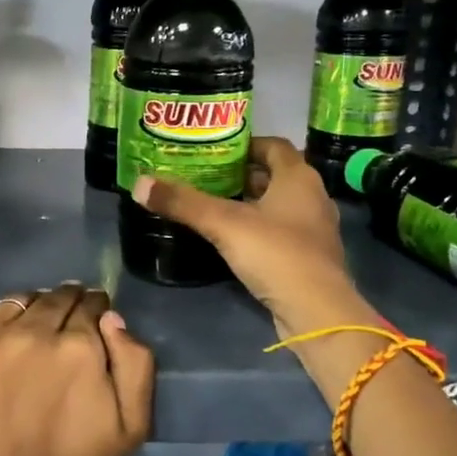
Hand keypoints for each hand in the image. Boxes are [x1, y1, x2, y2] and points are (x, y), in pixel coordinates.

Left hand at [0, 283, 154, 455]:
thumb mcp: (130, 428)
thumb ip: (136, 364)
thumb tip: (112, 319)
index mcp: (77, 346)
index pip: (90, 304)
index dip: (96, 310)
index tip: (93, 321)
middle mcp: (30, 332)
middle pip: (54, 297)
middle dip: (66, 305)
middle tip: (64, 328)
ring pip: (16, 303)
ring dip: (30, 311)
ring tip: (30, 335)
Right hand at [131, 136, 370, 336]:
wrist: (317, 311)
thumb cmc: (275, 253)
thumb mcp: (224, 224)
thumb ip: (183, 202)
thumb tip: (139, 184)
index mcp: (298, 177)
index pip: (273, 146)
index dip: (245, 145)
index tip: (214, 151)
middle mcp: (312, 196)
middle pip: (275, 175)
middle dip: (242, 174)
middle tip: (206, 177)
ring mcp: (314, 229)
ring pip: (279, 204)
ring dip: (251, 202)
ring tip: (214, 206)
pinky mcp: (310, 257)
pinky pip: (282, 231)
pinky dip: (260, 228)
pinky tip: (234, 239)